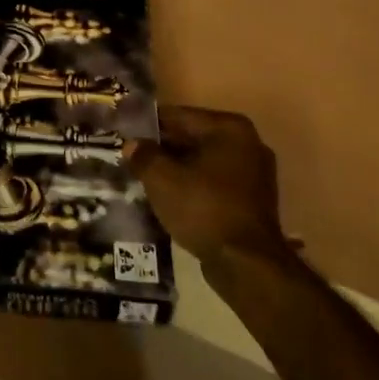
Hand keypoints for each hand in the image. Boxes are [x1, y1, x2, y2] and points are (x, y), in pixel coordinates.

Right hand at [129, 106, 294, 266]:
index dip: (148, 124)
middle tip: (131, 157)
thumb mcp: (162, 179)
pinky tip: (169, 198)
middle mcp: (247, 144)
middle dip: (163, 148)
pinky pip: (214, 184)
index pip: (179, 116)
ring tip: (145, 178)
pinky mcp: (252, 201)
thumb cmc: (204, 208)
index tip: (125, 133)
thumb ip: (144, 156)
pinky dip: (193, 187)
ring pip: (203, 163)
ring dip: (177, 169)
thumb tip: (132, 145)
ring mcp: (254, 174)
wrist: (246, 263)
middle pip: (193, 138)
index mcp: (229, 128)